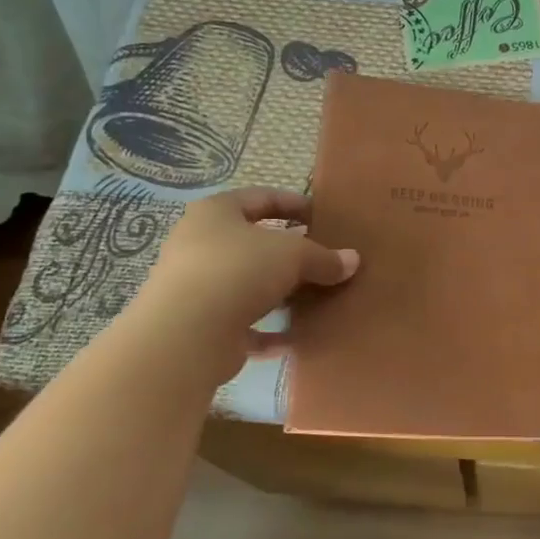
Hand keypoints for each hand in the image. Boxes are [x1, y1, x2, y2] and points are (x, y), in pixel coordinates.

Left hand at [129, 187, 358, 376]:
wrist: (187, 334)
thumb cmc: (239, 271)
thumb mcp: (293, 254)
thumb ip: (323, 257)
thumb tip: (352, 260)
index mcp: (215, 213)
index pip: (259, 199)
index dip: (293, 204)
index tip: (323, 217)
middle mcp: (200, 246)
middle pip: (253, 244)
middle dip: (289, 253)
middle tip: (324, 260)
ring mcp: (198, 289)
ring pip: (248, 286)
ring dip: (280, 294)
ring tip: (317, 298)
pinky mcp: (202, 328)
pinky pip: (245, 327)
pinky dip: (270, 333)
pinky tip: (297, 339)